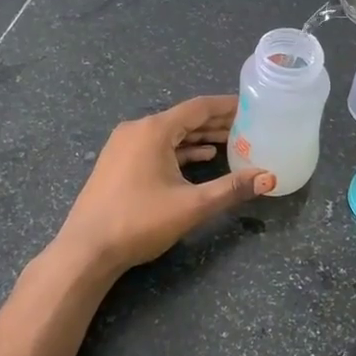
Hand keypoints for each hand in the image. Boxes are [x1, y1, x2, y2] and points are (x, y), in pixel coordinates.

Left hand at [51, 96, 274, 275]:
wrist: (86, 250)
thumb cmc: (139, 221)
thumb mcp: (192, 205)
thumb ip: (231, 189)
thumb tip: (269, 178)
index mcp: (154, 130)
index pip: (198, 108)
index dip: (227, 106)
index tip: (252, 105)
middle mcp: (137, 129)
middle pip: (184, 118)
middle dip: (215, 122)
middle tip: (247, 126)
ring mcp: (123, 146)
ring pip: (169, 134)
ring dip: (198, 137)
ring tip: (229, 142)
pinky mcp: (117, 163)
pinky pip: (155, 147)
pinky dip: (179, 150)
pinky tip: (198, 159)